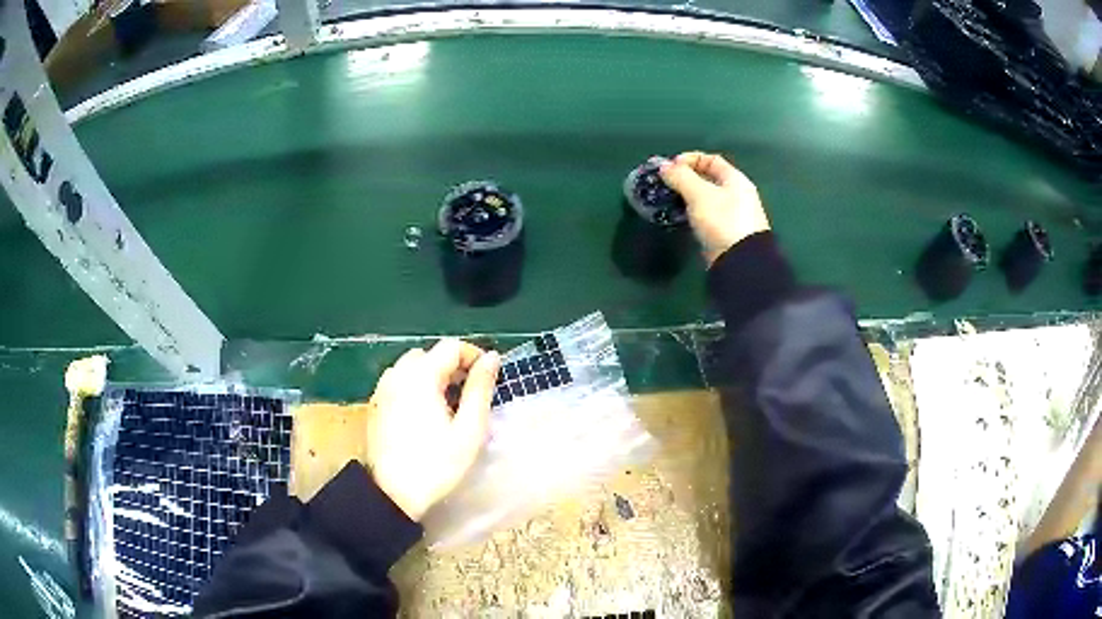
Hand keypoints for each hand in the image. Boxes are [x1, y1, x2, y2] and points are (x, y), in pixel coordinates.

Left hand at [365, 339, 500, 520]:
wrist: (393, 494)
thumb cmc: (436, 464)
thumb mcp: (469, 429)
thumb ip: (481, 388)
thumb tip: (492, 358)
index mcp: (420, 376)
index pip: (451, 347)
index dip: (474, 356)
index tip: (488, 379)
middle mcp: (397, 374)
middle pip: (430, 354)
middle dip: (453, 367)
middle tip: (470, 396)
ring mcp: (383, 389)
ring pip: (413, 367)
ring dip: (433, 376)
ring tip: (449, 406)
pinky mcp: (376, 405)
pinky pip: (399, 382)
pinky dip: (416, 387)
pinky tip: (425, 415)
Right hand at [659, 151, 770, 265]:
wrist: (740, 261)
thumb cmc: (722, 220)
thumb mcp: (699, 194)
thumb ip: (681, 177)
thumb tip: (664, 166)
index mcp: (735, 180)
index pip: (712, 160)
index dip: (691, 159)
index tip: (671, 167)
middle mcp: (737, 194)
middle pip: (709, 179)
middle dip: (686, 179)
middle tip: (667, 184)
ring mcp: (732, 215)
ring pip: (706, 199)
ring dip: (688, 197)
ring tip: (670, 201)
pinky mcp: (725, 233)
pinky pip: (706, 216)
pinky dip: (693, 213)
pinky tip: (681, 218)